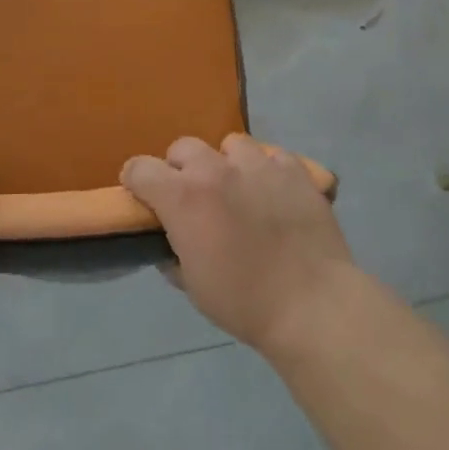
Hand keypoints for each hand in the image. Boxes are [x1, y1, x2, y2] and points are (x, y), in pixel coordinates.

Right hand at [122, 135, 354, 353]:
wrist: (312, 305)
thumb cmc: (244, 302)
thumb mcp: (192, 286)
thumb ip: (173, 254)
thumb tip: (170, 243)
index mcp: (184, 197)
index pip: (140, 169)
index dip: (136, 180)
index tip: (142, 196)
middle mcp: (216, 170)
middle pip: (183, 147)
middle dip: (180, 168)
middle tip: (193, 197)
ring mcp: (258, 165)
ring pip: (230, 144)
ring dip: (226, 163)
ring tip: (238, 189)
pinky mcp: (293, 169)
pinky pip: (271, 156)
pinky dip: (266, 170)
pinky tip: (273, 193)